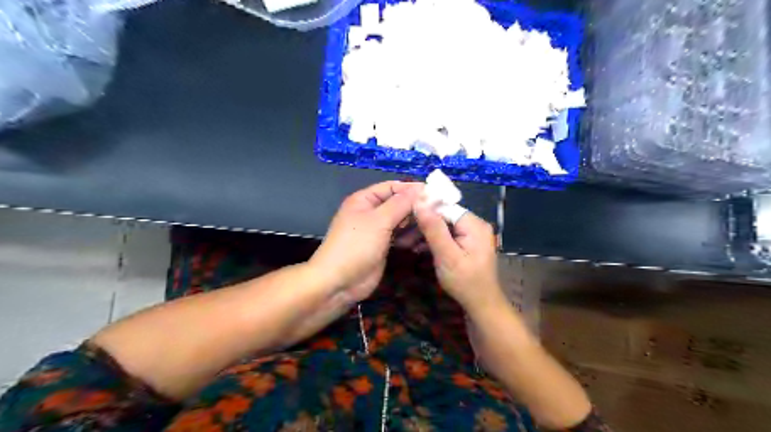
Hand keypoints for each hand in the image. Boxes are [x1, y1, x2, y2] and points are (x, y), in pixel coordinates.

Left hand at [309, 182, 423, 302]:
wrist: (339, 282)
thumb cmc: (356, 246)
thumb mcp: (379, 221)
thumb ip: (401, 204)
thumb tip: (421, 189)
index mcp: (365, 200)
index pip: (392, 187)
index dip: (412, 189)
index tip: (435, 194)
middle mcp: (371, 212)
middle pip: (398, 204)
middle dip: (416, 208)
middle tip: (439, 213)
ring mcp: (377, 230)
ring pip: (401, 221)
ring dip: (415, 224)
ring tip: (430, 229)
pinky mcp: (383, 246)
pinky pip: (400, 236)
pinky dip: (410, 238)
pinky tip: (420, 243)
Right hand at [413, 201, 504, 315]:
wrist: (482, 305)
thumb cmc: (465, 282)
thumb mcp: (446, 256)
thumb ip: (433, 229)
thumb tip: (419, 203)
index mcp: (474, 224)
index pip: (445, 207)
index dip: (425, 211)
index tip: (406, 219)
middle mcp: (475, 225)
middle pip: (445, 215)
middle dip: (425, 224)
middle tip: (404, 234)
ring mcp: (472, 234)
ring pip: (444, 225)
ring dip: (427, 233)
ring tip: (408, 242)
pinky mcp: (468, 243)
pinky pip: (448, 235)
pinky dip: (435, 240)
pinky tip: (420, 248)